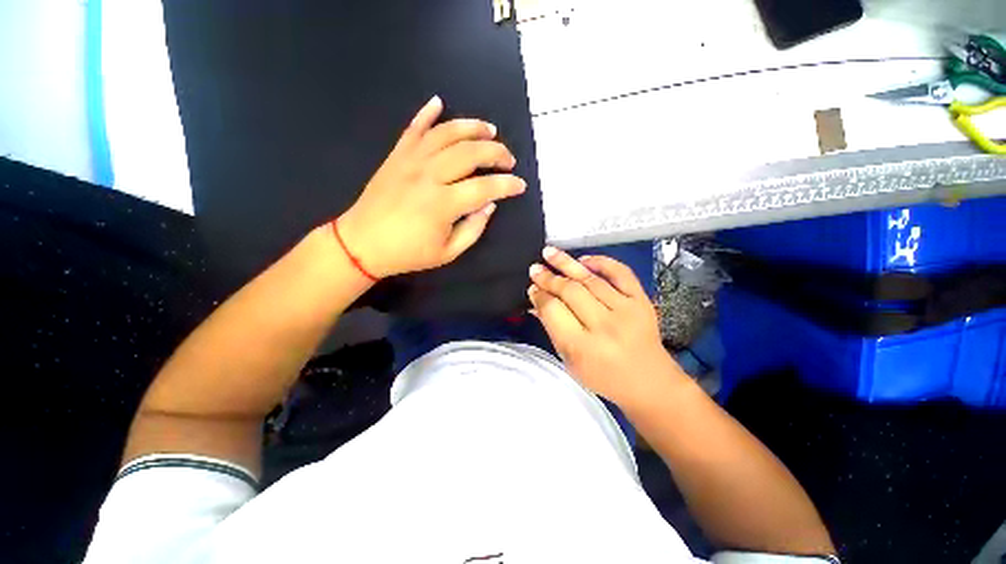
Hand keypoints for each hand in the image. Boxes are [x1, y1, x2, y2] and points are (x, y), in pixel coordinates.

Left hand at [337, 96, 526, 277]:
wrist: (363, 243)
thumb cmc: (408, 253)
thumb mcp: (448, 252)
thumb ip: (474, 229)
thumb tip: (490, 205)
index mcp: (443, 204)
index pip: (486, 187)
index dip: (508, 185)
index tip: (520, 185)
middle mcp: (430, 176)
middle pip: (470, 153)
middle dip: (496, 152)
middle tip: (509, 159)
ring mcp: (411, 161)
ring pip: (446, 133)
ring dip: (472, 127)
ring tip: (489, 130)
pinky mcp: (397, 156)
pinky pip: (413, 128)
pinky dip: (427, 113)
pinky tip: (439, 102)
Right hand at [528, 247, 684, 408]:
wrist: (650, 382)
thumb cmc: (604, 377)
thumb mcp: (570, 361)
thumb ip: (552, 329)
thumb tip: (536, 303)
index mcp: (583, 347)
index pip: (554, 311)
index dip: (540, 296)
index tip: (532, 289)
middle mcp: (605, 326)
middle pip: (570, 292)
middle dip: (548, 278)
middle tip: (535, 269)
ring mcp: (626, 310)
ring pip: (590, 280)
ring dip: (567, 264)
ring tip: (549, 252)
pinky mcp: (642, 301)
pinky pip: (621, 273)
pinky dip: (602, 262)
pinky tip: (583, 259)